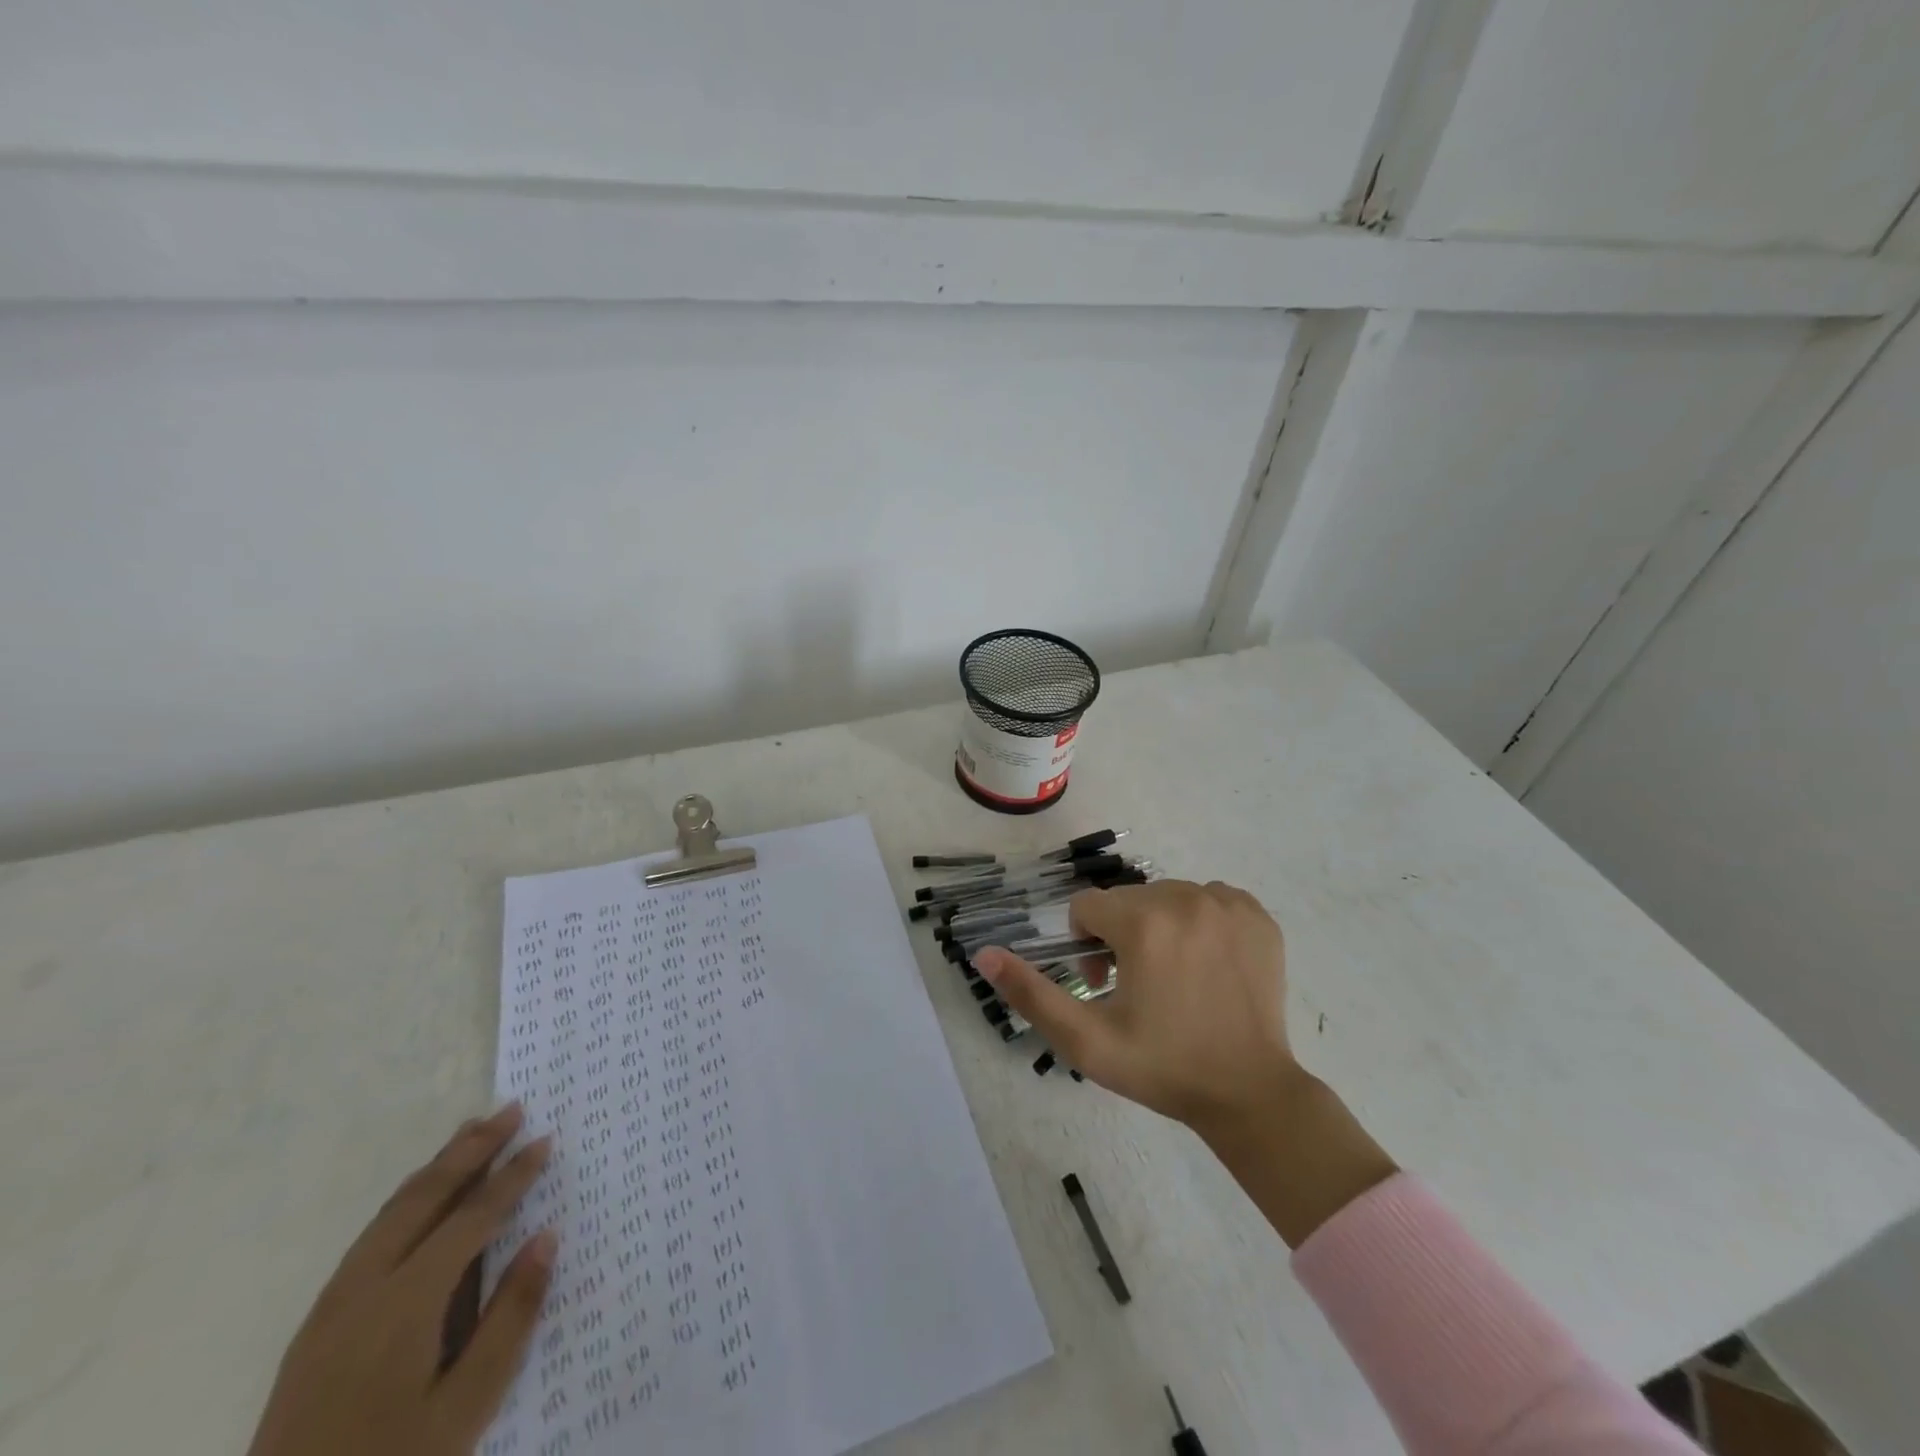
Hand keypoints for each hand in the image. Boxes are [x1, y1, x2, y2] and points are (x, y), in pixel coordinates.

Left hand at [247, 1105, 556, 1455]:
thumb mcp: (467, 1407)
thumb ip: (510, 1317)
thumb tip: (546, 1237)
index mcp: (406, 1303)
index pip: (472, 1218)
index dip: (512, 1176)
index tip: (545, 1140)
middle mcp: (364, 1288)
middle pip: (425, 1198)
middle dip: (471, 1149)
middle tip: (511, 1110)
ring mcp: (332, 1306)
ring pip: (391, 1212)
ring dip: (437, 1167)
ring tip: (471, 1132)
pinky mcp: (316, 1327)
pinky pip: (370, 1237)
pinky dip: (407, 1199)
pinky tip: (422, 1198)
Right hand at [976, 879, 1395, 1245]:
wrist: (1250, 1093)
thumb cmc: (1162, 1067)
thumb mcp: (1085, 1040)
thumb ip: (1030, 993)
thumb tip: (983, 953)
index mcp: (1143, 923)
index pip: (1087, 907)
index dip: (1086, 946)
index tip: (1104, 985)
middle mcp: (1185, 898)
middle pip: (1127, 900)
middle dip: (1120, 935)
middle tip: (1136, 988)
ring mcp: (1227, 903)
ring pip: (1166, 897)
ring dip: (1159, 927)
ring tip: (1173, 978)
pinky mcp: (1257, 915)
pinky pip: (1210, 898)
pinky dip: (1200, 921)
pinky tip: (1206, 963)